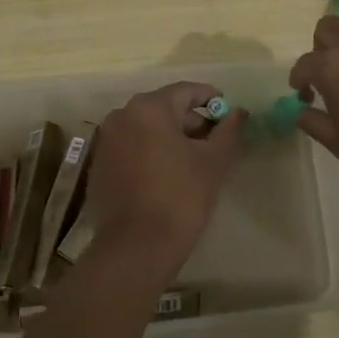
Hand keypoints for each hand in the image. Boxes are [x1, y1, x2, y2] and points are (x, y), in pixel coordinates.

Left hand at [84, 82, 244, 273]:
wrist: (137, 246)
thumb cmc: (181, 197)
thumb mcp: (214, 162)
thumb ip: (228, 131)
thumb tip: (238, 112)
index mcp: (149, 107)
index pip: (186, 91)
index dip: (211, 99)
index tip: (228, 113)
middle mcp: (122, 115)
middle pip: (164, 108)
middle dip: (191, 121)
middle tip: (215, 141)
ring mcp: (106, 140)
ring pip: (146, 128)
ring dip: (170, 137)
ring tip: (194, 160)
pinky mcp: (100, 164)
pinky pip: (131, 147)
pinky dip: (150, 152)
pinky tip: (167, 175)